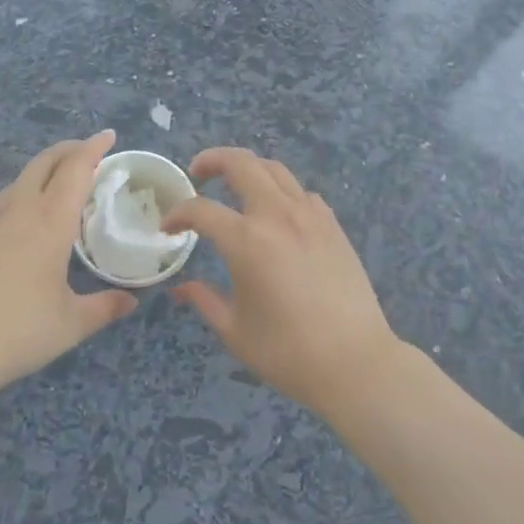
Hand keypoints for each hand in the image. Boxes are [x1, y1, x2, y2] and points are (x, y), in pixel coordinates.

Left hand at [0, 131, 136, 398]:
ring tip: (59, 185)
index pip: (76, 168)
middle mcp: (20, 208)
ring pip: (21, 179)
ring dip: (44, 171)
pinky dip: (23, 195)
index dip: (94, 147)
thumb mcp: (70, 324)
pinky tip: (24, 221)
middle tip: (88, 152)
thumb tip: (131, 302)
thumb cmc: (17, 331)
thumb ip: (104, 307)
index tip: (108, 136)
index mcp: (51, 219)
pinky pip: (2, 201)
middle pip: (45, 161)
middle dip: (68, 149)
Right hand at [163, 148, 403, 416]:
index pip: (201, 210)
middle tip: (197, 173)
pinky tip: (276, 212)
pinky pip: (301, 191)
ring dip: (248, 168)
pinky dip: (280, 190)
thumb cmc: (288, 352)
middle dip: (212, 160)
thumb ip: (203, 300)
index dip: (178, 214)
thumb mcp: (234, 331)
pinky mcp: (332, 224)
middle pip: (240, 163)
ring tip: (235, 183)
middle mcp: (276, 214)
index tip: (167, 227)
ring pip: (274, 169)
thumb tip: (179, 288)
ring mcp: (309, 214)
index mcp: (246, 240)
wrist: (356, 363)